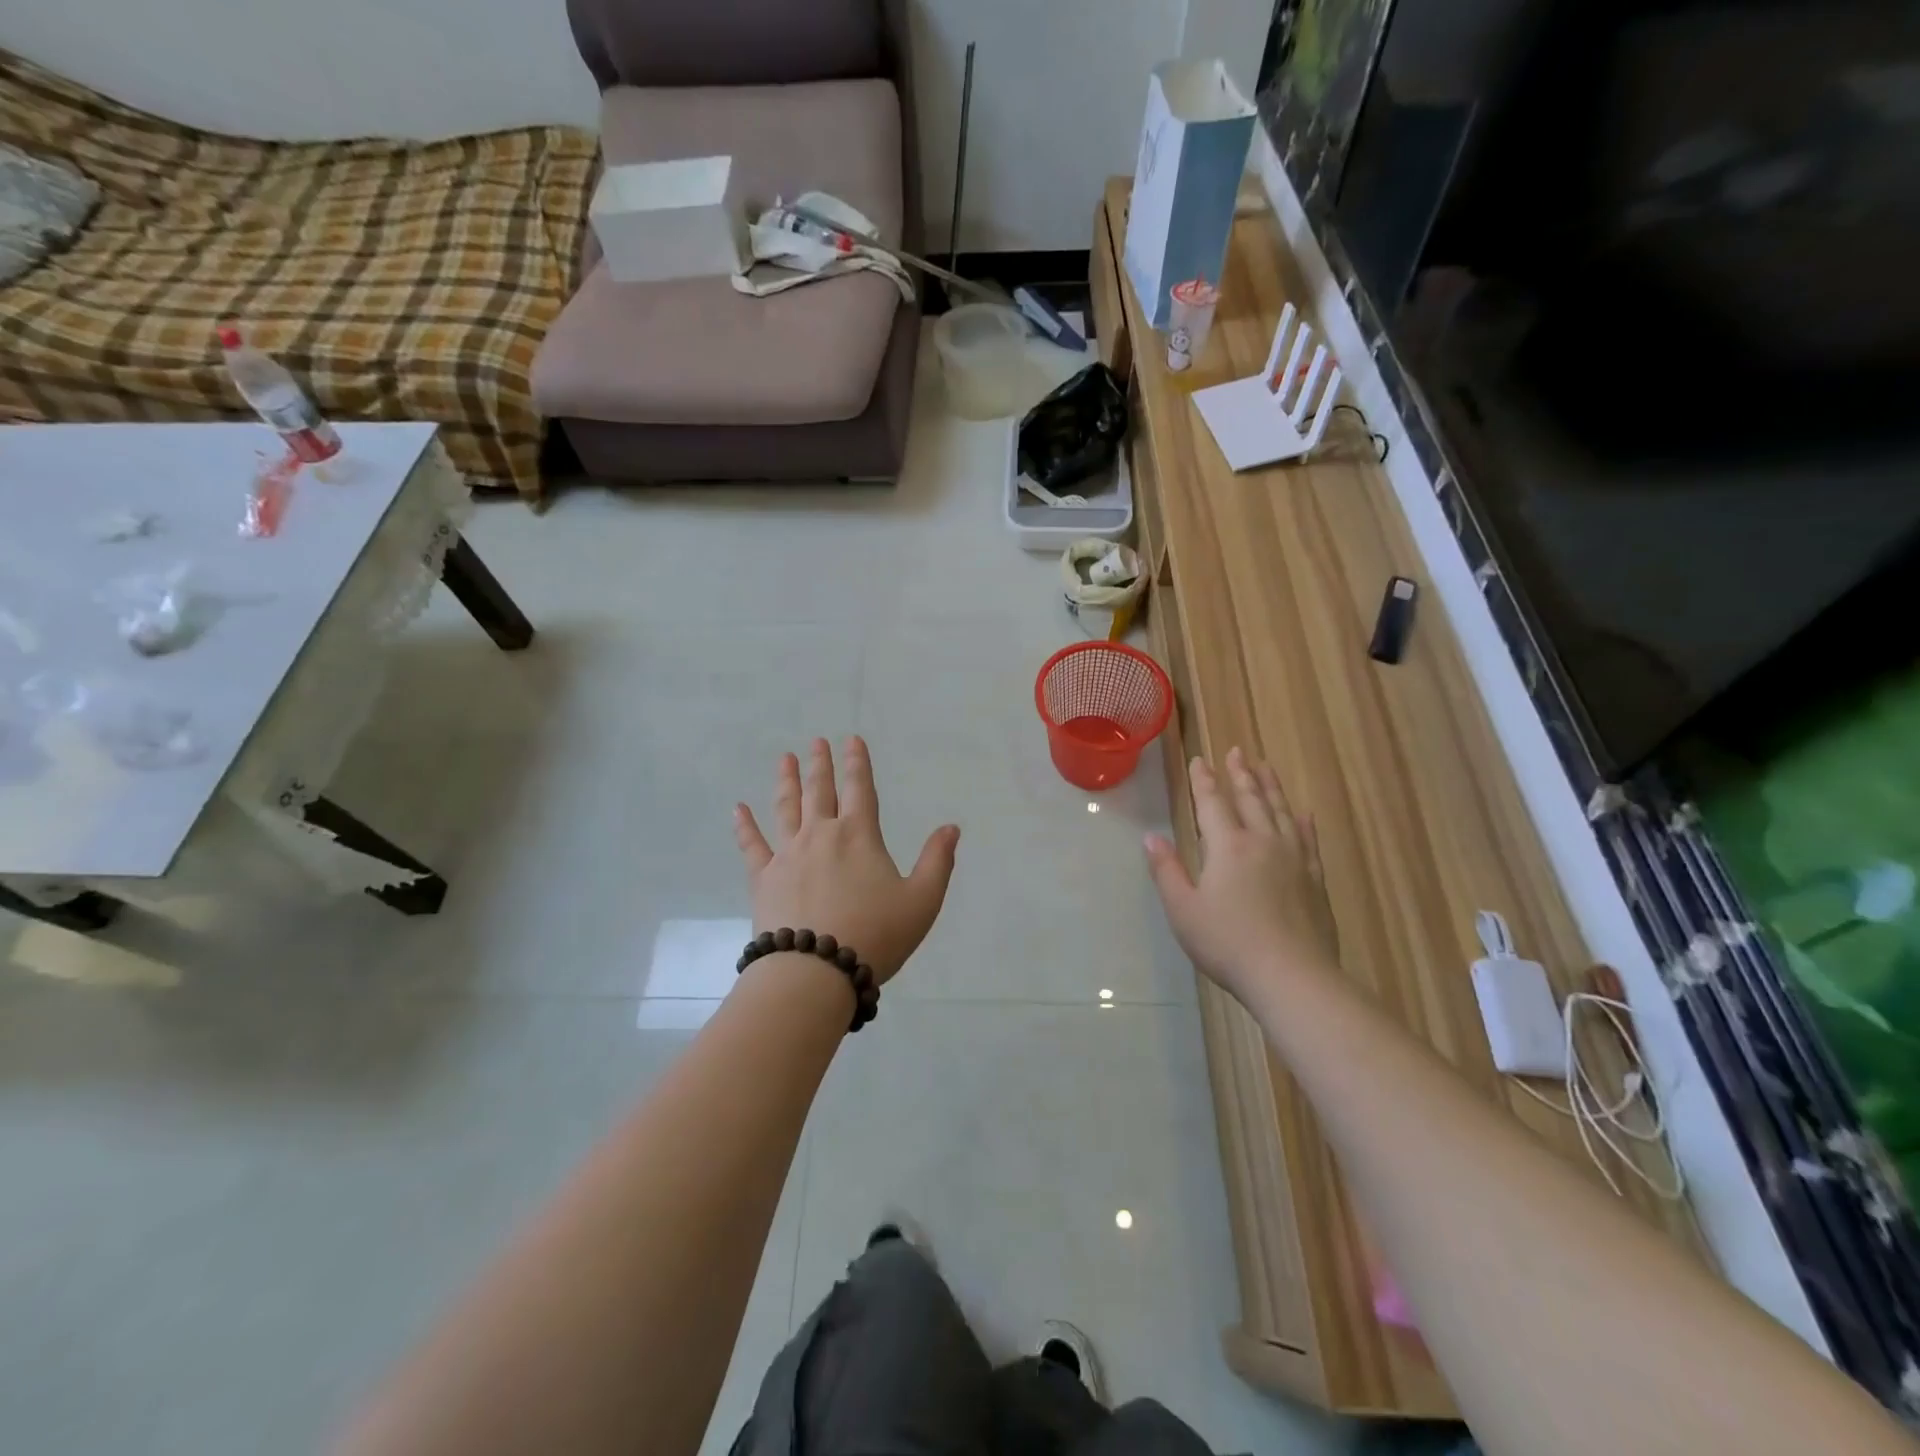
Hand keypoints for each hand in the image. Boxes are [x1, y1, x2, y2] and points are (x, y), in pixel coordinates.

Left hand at [734, 737, 959, 984]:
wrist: (815, 972)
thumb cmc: (875, 935)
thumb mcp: (921, 901)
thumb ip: (937, 861)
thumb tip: (951, 827)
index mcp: (859, 836)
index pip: (860, 788)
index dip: (857, 762)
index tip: (851, 739)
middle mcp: (821, 835)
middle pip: (820, 791)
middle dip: (821, 764)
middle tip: (816, 741)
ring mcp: (788, 855)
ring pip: (786, 808)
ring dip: (787, 781)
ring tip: (785, 759)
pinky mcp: (763, 878)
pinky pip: (751, 845)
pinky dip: (745, 825)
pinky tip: (738, 809)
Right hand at [1143, 748, 1338, 1002]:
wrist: (1290, 976)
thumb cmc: (1227, 943)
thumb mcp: (1183, 909)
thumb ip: (1167, 870)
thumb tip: (1151, 837)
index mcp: (1227, 847)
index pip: (1212, 803)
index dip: (1204, 780)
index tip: (1200, 759)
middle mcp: (1262, 842)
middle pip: (1250, 799)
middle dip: (1240, 774)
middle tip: (1237, 751)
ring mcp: (1293, 859)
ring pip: (1281, 812)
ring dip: (1272, 787)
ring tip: (1266, 767)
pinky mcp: (1314, 879)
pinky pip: (1309, 840)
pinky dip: (1304, 823)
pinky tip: (1304, 814)